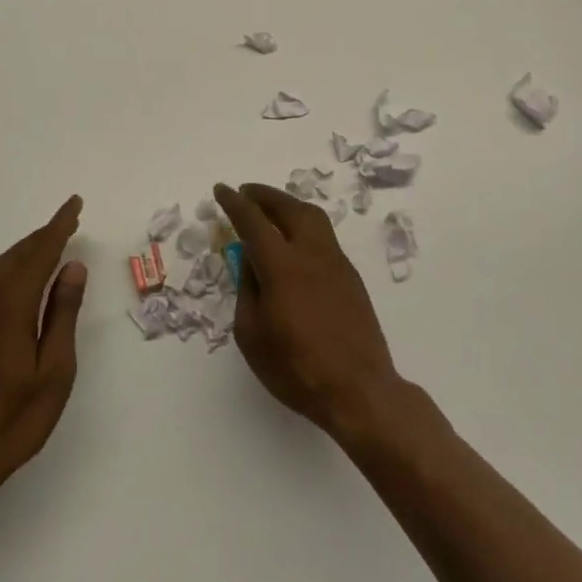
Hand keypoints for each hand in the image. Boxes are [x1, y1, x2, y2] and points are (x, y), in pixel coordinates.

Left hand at [0, 197, 88, 488]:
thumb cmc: (15, 417)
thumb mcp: (54, 369)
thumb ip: (62, 313)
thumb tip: (72, 266)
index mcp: (11, 305)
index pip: (40, 252)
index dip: (59, 226)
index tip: (75, 204)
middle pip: (18, 254)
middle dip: (44, 234)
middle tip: (69, 220)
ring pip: (2, 266)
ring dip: (27, 249)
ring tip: (51, 241)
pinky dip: (12, 267)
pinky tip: (22, 276)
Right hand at [213, 182, 401, 440]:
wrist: (359, 391)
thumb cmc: (297, 368)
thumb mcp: (252, 335)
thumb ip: (247, 291)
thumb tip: (251, 264)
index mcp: (282, 266)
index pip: (253, 221)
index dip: (235, 203)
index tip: (222, 190)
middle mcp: (311, 254)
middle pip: (289, 208)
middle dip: (265, 195)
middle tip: (247, 192)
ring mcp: (336, 263)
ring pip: (313, 217)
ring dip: (289, 205)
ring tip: (272, 209)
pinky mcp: (351, 277)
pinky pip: (324, 236)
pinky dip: (304, 225)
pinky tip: (295, 241)